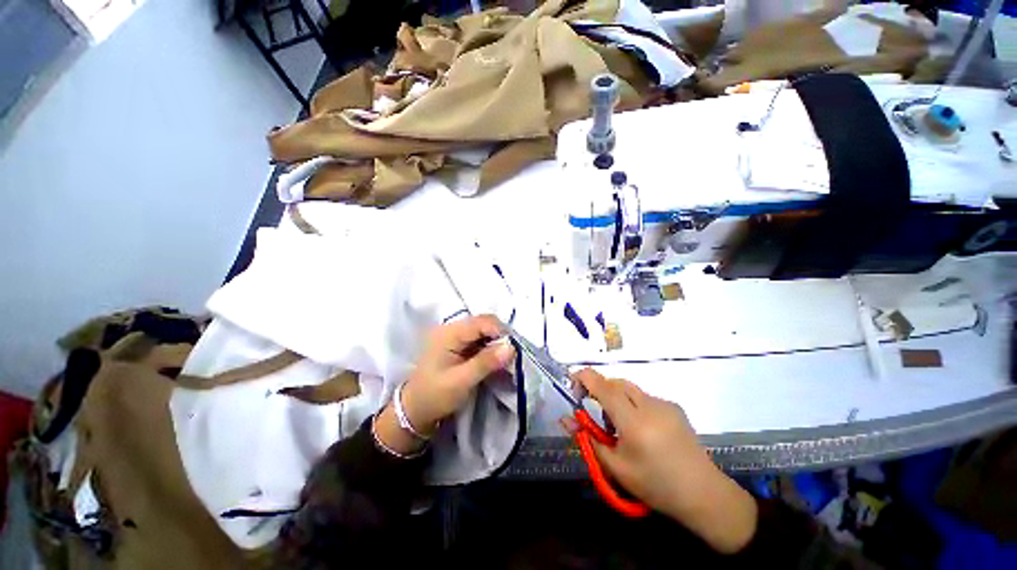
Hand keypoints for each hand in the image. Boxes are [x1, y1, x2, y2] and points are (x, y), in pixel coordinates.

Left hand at [376, 315, 514, 454]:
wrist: (414, 410)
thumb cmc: (435, 396)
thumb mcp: (461, 381)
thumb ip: (486, 362)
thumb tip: (511, 346)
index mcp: (449, 333)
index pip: (482, 322)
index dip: (500, 331)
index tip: (513, 350)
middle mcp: (452, 329)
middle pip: (484, 323)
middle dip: (500, 336)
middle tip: (511, 356)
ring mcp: (454, 336)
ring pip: (484, 330)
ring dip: (496, 342)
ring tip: (505, 359)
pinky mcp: (458, 344)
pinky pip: (479, 339)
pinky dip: (490, 347)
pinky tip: (495, 359)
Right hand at [562, 369, 757, 553]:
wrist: (704, 495)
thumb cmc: (655, 485)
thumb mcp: (616, 467)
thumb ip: (589, 439)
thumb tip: (568, 419)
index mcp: (634, 422)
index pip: (604, 387)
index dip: (585, 378)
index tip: (572, 382)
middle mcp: (650, 405)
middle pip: (616, 383)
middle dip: (600, 390)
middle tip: (594, 411)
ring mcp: (665, 404)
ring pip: (630, 389)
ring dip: (616, 398)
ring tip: (619, 426)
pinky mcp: (674, 407)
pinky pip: (644, 397)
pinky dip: (633, 405)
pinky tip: (641, 429)